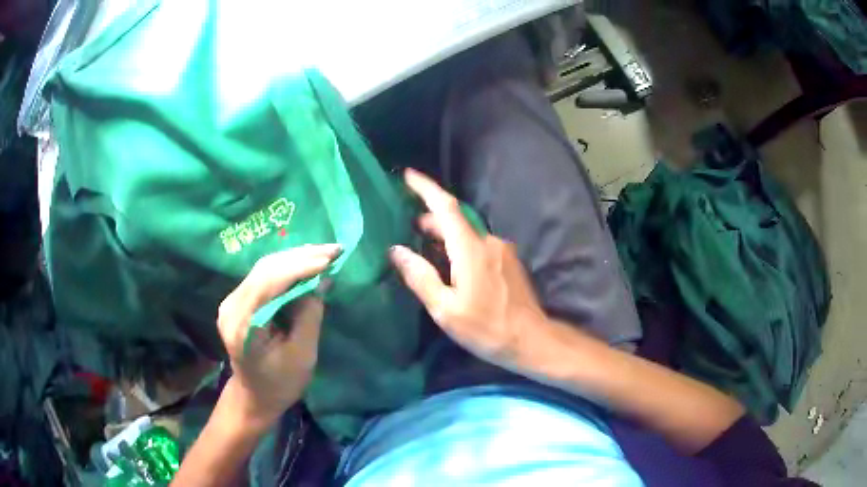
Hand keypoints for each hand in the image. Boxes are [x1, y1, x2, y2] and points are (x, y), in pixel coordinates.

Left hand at [216, 244, 340, 424]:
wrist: (254, 396)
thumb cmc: (280, 384)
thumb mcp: (302, 354)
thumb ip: (309, 315)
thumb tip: (322, 279)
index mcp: (243, 325)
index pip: (269, 283)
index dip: (300, 267)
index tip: (330, 259)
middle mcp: (231, 306)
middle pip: (265, 269)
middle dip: (301, 257)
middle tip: (334, 250)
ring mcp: (231, 301)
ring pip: (264, 267)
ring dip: (295, 258)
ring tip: (325, 253)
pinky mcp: (238, 300)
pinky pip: (263, 275)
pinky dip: (287, 267)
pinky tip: (307, 263)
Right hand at [390, 168, 545, 368]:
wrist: (531, 339)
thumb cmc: (486, 327)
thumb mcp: (445, 309)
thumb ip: (420, 277)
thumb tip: (397, 250)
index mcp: (470, 249)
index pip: (445, 207)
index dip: (425, 188)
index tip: (408, 176)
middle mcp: (488, 241)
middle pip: (455, 220)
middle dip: (430, 220)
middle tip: (408, 229)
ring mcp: (502, 250)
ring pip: (466, 234)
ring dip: (445, 236)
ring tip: (425, 250)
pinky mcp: (508, 261)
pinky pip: (478, 245)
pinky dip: (459, 247)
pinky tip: (451, 266)